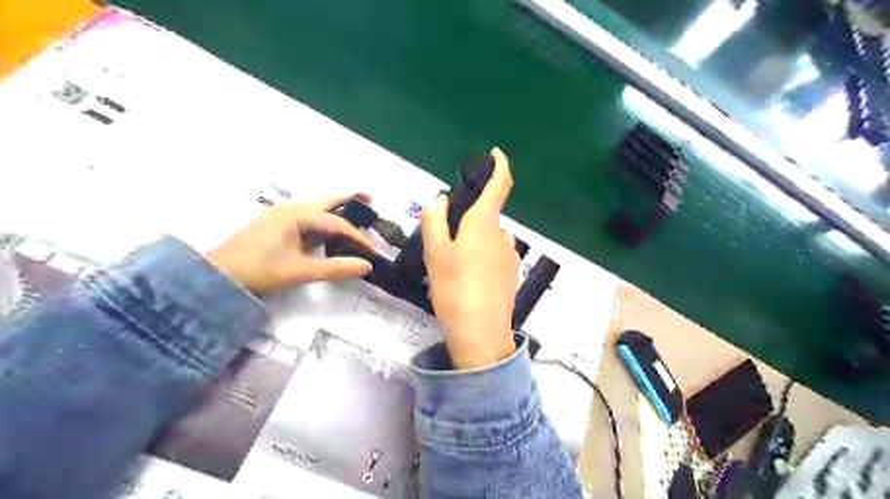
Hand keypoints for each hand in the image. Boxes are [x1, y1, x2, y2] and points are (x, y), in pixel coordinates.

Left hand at [207, 195, 371, 296]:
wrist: (217, 277)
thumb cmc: (259, 271)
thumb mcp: (300, 271)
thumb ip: (335, 268)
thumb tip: (367, 265)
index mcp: (297, 215)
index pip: (337, 223)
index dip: (357, 237)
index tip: (373, 251)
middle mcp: (290, 209)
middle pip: (327, 201)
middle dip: (349, 199)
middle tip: (370, 199)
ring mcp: (281, 215)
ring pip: (316, 208)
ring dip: (336, 210)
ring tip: (355, 213)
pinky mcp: (275, 225)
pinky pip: (307, 217)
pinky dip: (323, 220)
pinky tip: (329, 230)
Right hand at [421, 147, 518, 368]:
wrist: (480, 334)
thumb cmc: (454, 289)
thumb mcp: (435, 253)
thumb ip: (435, 221)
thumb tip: (441, 201)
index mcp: (484, 224)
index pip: (500, 185)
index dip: (500, 166)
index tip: (495, 155)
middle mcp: (503, 236)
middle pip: (485, 218)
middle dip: (467, 223)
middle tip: (444, 247)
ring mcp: (510, 257)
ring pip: (488, 239)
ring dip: (472, 244)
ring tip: (453, 270)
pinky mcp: (512, 275)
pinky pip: (494, 256)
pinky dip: (481, 260)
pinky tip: (468, 282)